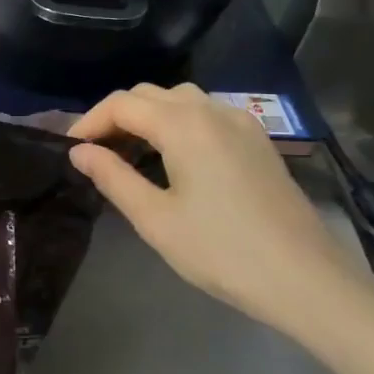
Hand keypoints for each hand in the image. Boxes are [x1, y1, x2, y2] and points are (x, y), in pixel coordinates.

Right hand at [68, 84, 371, 340]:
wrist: (304, 278)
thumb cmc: (221, 250)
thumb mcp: (155, 219)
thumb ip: (113, 177)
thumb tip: (80, 152)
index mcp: (184, 124)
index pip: (122, 104)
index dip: (89, 122)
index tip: (69, 150)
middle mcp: (212, 110)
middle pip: (150, 94)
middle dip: (116, 116)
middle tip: (95, 153)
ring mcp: (241, 123)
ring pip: (181, 100)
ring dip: (148, 116)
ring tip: (129, 153)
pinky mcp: (257, 141)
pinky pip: (207, 114)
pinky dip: (178, 123)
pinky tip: (172, 158)